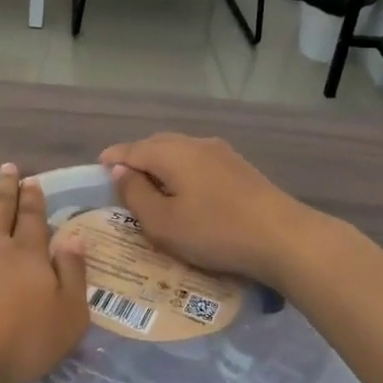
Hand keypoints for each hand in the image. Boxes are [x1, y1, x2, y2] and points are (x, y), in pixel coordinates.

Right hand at [98, 134, 337, 287]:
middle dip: (136, 159)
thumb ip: (135, 194)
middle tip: (123, 180)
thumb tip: (120, 171)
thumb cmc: (214, 231)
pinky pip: (199, 162)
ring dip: (162, 165)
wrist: (284, 239)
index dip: (112, 159)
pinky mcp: (241, 168)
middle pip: (156, 145)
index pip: (131, 150)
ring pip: (180, 152)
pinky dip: (183, 172)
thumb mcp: (162, 222)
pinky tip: (187, 191)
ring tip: (153, 187)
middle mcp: (194, 143)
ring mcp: (222, 153)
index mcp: (170, 153)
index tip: (98, 169)